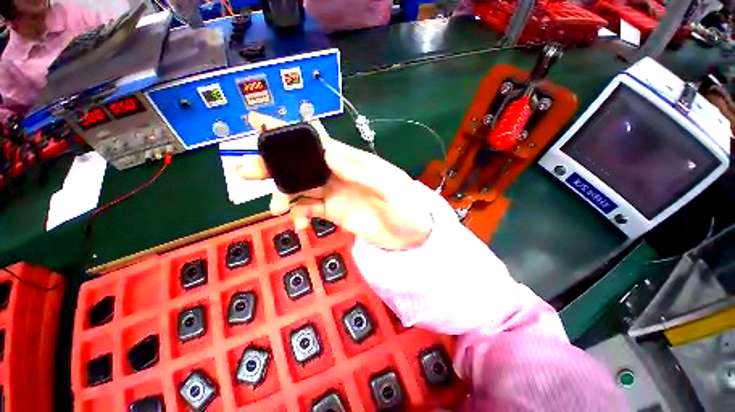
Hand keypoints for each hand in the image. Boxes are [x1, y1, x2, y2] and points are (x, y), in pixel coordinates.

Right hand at [238, 112, 432, 250]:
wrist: (411, 235)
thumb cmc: (407, 208)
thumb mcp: (390, 187)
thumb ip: (361, 171)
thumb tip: (328, 151)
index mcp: (352, 162)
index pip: (317, 142)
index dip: (290, 133)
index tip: (259, 124)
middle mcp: (339, 174)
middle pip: (301, 165)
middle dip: (275, 166)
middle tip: (248, 171)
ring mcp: (335, 195)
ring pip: (301, 188)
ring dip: (283, 195)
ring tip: (275, 208)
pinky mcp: (335, 213)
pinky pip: (310, 211)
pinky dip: (299, 216)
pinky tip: (298, 225)